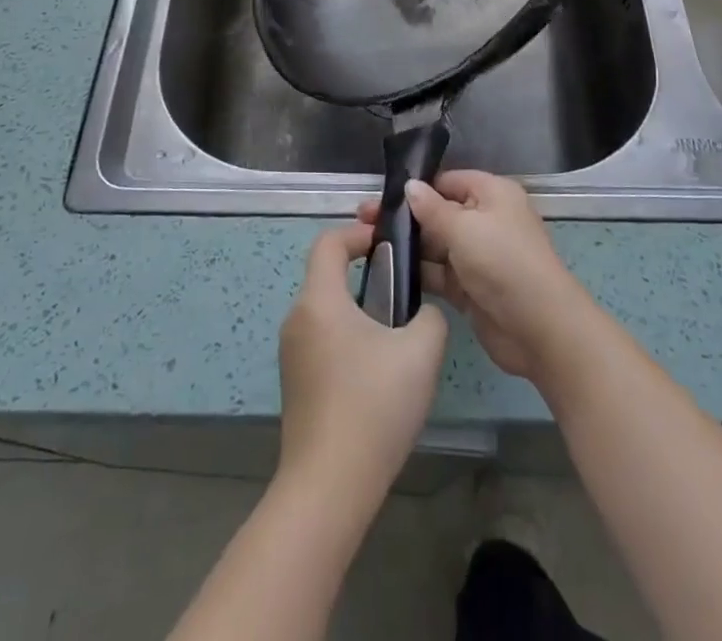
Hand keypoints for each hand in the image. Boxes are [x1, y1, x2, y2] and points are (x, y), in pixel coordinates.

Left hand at [277, 225, 448, 504]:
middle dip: (367, 277)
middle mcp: (297, 319)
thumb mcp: (421, 351)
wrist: (329, 487)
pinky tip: (377, 378)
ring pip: (328, 313)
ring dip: (360, 313)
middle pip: (328, 278)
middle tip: (404, 296)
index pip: (329, 242)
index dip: (359, 234)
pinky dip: (349, 343)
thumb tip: (421, 313)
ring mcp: (291, 355)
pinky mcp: (295, 386)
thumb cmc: (374, 405)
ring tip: (397, 341)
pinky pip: (323, 344)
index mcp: (320, 300)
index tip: (389, 246)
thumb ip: (430, 316)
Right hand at [358, 171, 589, 381]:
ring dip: (407, 247)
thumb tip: (409, 186)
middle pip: (438, 213)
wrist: (539, 329)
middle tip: (363, 222)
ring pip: (435, 245)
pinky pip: (439, 273)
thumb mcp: (464, 228)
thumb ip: (431, 208)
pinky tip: (386, 273)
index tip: (380, 196)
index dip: (416, 188)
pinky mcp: (470, 288)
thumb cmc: (503, 262)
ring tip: (366, 246)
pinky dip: (418, 273)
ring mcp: (478, 256)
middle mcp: (485, 220)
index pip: (447, 181)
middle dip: (405, 218)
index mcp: (491, 194)